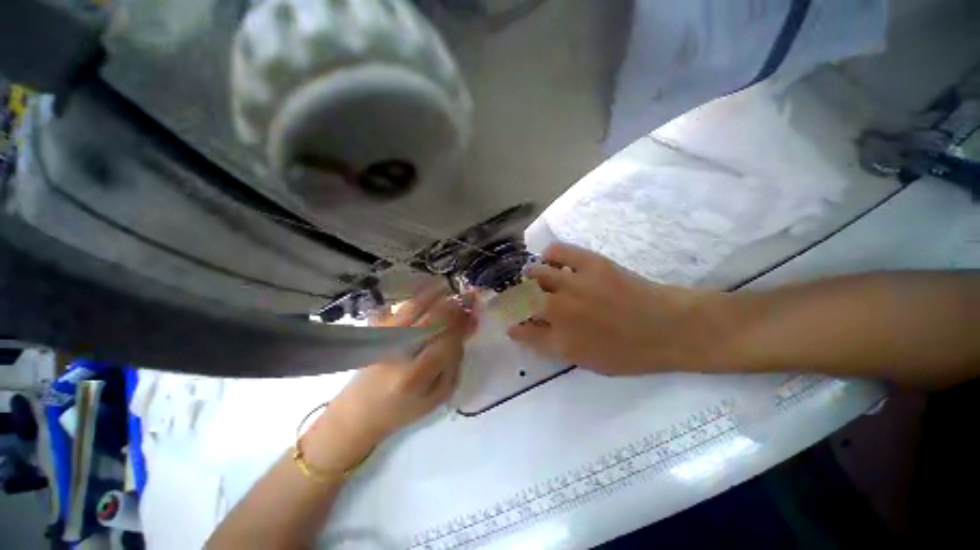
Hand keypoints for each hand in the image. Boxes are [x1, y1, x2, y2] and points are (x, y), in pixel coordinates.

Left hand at [305, 285, 476, 467]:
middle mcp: (399, 353)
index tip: (473, 317)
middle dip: (452, 308)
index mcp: (416, 376)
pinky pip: (399, 309)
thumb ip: (453, 366)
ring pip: (414, 310)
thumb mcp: (437, 397)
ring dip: (435, 296)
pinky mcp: (376, 333)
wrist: (359, 412)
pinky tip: (429, 290)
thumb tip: (463, 334)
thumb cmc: (403, 409)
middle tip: (467, 298)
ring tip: (449, 287)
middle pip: (430, 321)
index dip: (461, 327)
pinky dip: (417, 298)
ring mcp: (385, 340)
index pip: (445, 342)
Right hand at [507, 244, 727, 375]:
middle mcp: (560, 312)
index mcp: (561, 341)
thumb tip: (534, 331)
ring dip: (529, 276)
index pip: (523, 333)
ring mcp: (574, 284)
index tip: (511, 325)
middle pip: (523, 300)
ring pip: (535, 273)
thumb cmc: (631, 353)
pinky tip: (552, 260)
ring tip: (533, 276)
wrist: (669, 327)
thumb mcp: (589, 362)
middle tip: (520, 297)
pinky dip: (549, 255)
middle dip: (515, 299)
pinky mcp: (590, 263)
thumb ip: (557, 348)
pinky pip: (557, 251)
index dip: (514, 328)